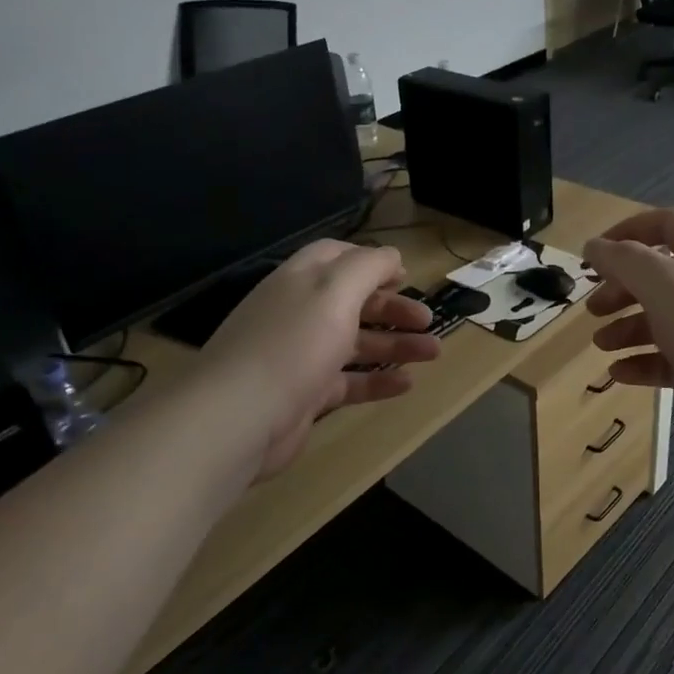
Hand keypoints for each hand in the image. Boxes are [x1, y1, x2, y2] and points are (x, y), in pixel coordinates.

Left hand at [197, 240, 440, 477]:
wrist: (239, 417)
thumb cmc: (293, 344)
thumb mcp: (335, 291)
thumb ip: (367, 267)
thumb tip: (391, 256)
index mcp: (301, 281)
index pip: (337, 258)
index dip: (372, 262)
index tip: (405, 275)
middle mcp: (299, 313)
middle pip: (353, 302)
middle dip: (393, 308)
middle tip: (428, 320)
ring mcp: (301, 356)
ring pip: (356, 343)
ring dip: (395, 344)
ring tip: (434, 353)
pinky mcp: (305, 395)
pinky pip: (349, 382)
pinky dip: (378, 380)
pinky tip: (407, 384)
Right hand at [583, 208, 673, 477]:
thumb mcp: (665, 286)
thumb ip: (624, 261)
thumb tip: (594, 245)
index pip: (668, 225)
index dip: (628, 231)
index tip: (594, 253)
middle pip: (661, 277)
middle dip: (622, 288)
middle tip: (593, 308)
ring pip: (664, 321)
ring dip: (627, 328)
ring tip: (601, 345)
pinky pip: (671, 361)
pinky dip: (642, 363)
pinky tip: (619, 375)